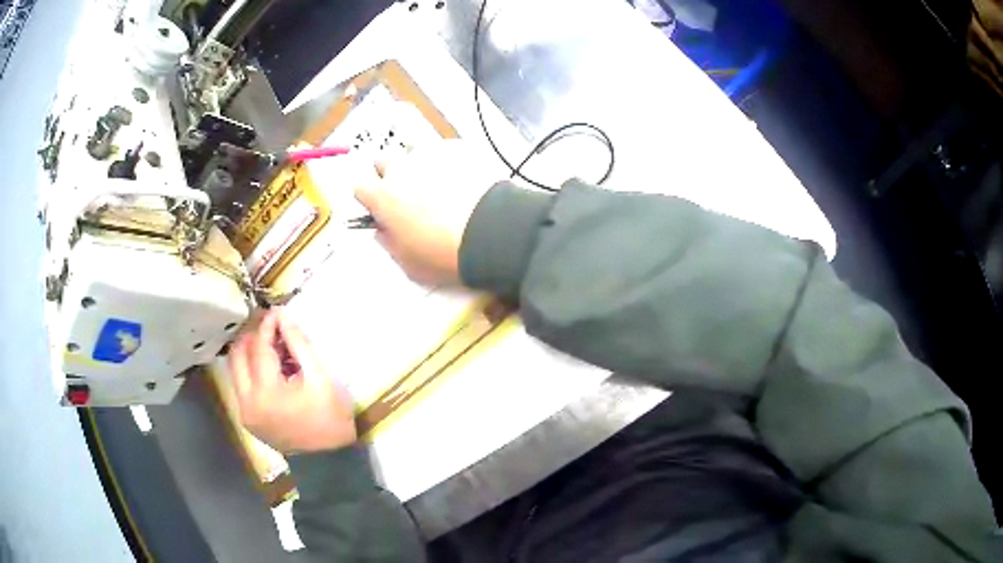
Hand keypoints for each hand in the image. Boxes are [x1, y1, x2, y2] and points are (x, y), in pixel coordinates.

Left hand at [228, 309, 356, 453]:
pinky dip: (250, 370)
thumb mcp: (320, 378)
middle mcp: (247, 401)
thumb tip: (283, 316)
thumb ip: (298, 344)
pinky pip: (240, 385)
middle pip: (238, 355)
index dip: (267, 326)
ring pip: (234, 369)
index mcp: (267, 392)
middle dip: (252, 335)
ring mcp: (244, 412)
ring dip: (248, 351)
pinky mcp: (247, 419)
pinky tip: (268, 368)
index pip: (259, 347)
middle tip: (269, 325)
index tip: (276, 311)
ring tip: (268, 344)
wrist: (327, 459)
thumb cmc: (329, 418)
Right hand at [354, 140, 501, 285]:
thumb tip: (383, 230)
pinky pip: (446, 152)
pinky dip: (449, 164)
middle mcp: (402, 169)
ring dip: (419, 164)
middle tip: (406, 192)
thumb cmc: (444, 254)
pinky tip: (464, 182)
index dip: (368, 196)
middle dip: (390, 172)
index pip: (359, 185)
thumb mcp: (409, 263)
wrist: (491, 232)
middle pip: (384, 159)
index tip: (378, 206)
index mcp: (384, 197)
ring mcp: (432, 155)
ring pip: (415, 150)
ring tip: (438, 184)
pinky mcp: (460, 149)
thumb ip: (390, 242)